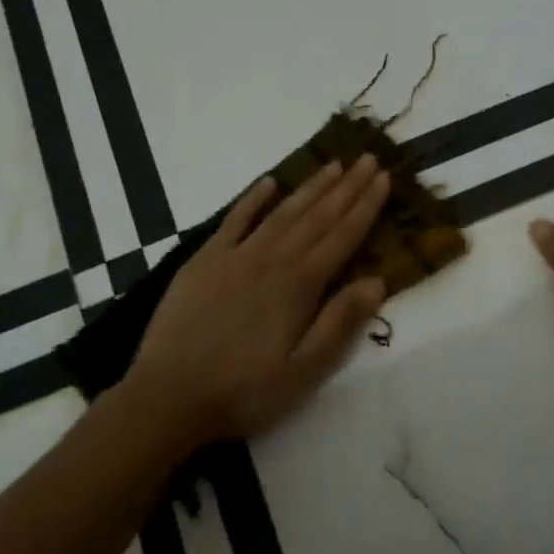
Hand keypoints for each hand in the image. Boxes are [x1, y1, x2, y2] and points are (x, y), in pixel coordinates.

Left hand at [127, 156, 391, 446]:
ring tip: (333, 164)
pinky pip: (234, 220)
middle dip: (346, 187)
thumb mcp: (304, 371)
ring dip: (310, 187)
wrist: (169, 395)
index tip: (383, 178)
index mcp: (299, 286)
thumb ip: (340, 323)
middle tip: (368, 158)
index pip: (342, 237)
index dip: (366, 207)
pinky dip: (253, 199)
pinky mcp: (205, 260)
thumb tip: (377, 281)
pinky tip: (269, 183)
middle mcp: (272, 260)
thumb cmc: (244, 390)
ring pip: (282, 212)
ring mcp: (235, 256)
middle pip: (317, 217)